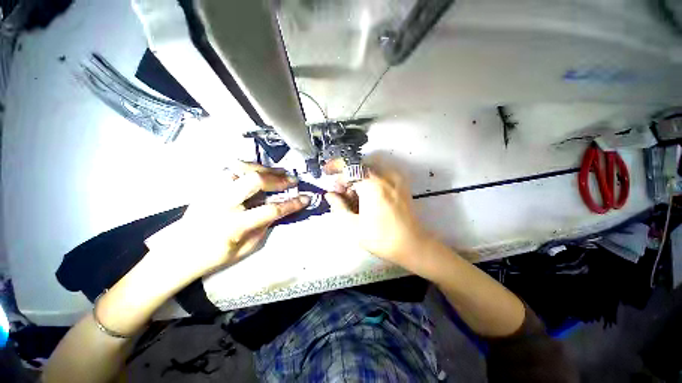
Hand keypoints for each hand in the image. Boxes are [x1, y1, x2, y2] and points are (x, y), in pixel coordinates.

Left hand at [147, 162, 309, 277]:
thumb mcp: (245, 249)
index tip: (307, 198)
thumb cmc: (213, 257)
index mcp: (234, 226)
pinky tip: (258, 172)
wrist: (177, 254)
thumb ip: (264, 227)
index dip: (292, 204)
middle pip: (254, 181)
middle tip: (292, 180)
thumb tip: (278, 211)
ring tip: (278, 172)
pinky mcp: (207, 186)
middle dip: (277, 179)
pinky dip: (248, 169)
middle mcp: (221, 204)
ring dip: (264, 169)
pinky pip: (231, 171)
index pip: (271, 210)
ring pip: (241, 170)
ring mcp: (211, 192)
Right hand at [325, 165, 430, 267]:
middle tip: (340, 192)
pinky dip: (368, 180)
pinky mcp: (400, 183)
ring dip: (357, 178)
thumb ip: (339, 207)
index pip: (350, 166)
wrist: (412, 244)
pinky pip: (380, 174)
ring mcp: (395, 178)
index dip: (335, 166)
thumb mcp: (354, 226)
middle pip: (359, 166)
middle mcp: (385, 176)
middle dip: (346, 176)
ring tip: (352, 196)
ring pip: (369, 169)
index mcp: (373, 185)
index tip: (326, 172)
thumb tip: (329, 194)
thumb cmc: (381, 238)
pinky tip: (366, 196)